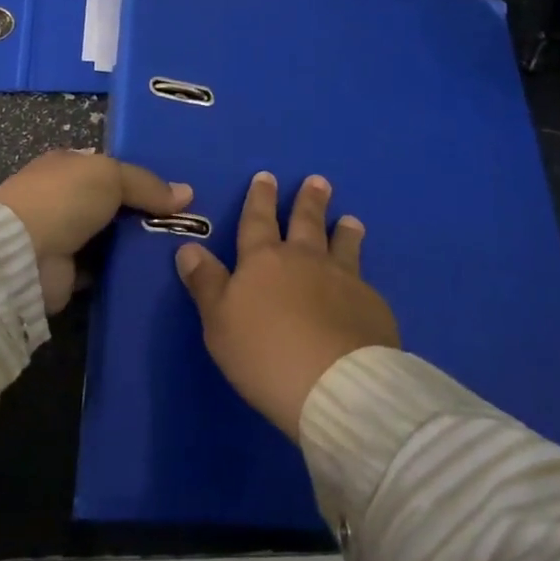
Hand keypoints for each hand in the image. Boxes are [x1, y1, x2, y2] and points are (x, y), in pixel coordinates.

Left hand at [0, 150, 190, 313]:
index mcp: (66, 165)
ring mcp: (60, 235)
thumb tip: (187, 194)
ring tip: (177, 249)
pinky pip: (102, 269)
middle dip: (142, 212)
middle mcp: (61, 197)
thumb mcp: (111, 175)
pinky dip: (120, 271)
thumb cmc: (64, 199)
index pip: (108, 167)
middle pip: (111, 203)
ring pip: (108, 237)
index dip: (138, 177)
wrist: (22, 254)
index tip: (173, 191)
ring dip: (133, 244)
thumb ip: (147, 184)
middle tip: (184, 223)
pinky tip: (152, 273)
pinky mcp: (64, 272)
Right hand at [174, 171, 398, 440]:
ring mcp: (343, 279)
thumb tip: (188, 247)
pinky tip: (365, 281)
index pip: (258, 220)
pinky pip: (364, 281)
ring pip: (342, 245)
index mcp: (263, 260)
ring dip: (343, 230)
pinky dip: (361, 274)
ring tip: (349, 219)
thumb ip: (206, 283)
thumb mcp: (219, 322)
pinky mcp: (371, 305)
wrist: (335, 384)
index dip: (260, 198)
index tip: (267, 176)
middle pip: (306, 222)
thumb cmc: (265, 354)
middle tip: (318, 181)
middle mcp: (305, 259)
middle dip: (308, 201)